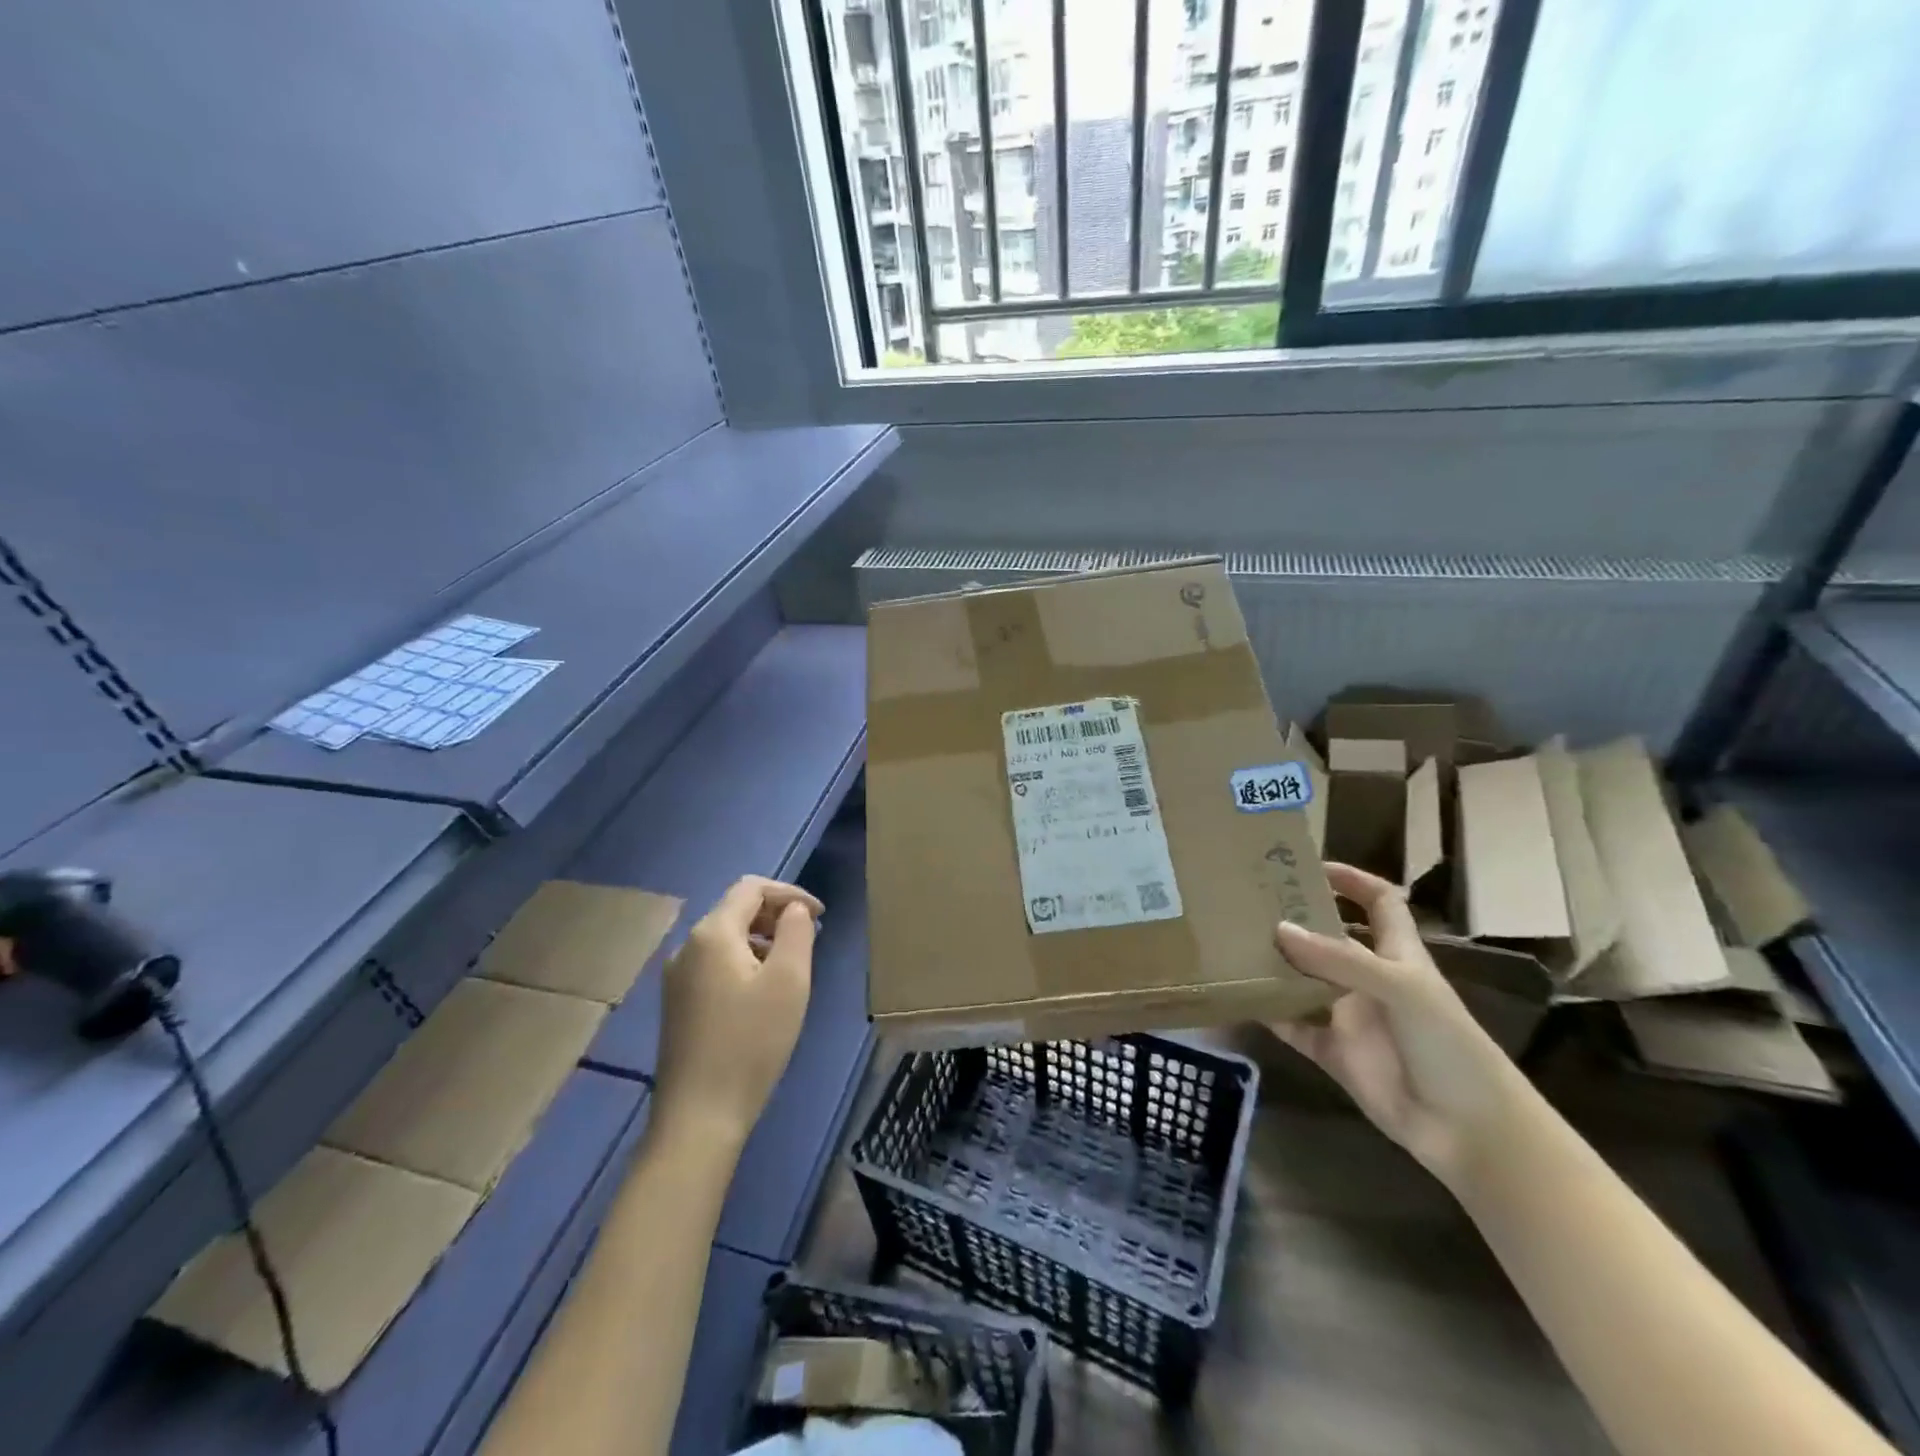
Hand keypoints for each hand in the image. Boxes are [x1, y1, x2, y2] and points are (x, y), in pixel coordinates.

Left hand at [652, 875, 822, 1146]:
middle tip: (811, 938)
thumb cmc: (751, 1043)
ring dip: (762, 939)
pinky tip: (763, 992)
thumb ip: (796, 932)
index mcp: (712, 933)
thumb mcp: (789, 981)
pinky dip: (745, 960)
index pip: (752, 888)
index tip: (821, 916)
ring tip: (792, 966)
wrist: (699, 1116)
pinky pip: (716, 963)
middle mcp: (687, 946)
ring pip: (726, 937)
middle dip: (777, 915)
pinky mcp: (678, 1003)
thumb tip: (794, 910)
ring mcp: (677, 977)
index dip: (790, 893)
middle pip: (736, 909)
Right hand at [1268, 863, 1530, 1187]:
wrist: (1467, 1129)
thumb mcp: (1399, 988)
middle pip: (1329, 938)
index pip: (1379, 902)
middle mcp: (1368, 978)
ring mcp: (1349, 1016)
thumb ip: (1339, 959)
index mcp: (1396, 955)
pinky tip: (1237, 998)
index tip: (1310, 866)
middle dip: (1296, 919)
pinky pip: (1293, 1026)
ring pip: (1304, 980)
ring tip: (1231, 942)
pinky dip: (1268, 1014)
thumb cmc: (1447, 1044)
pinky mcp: (1333, 1052)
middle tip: (1249, 901)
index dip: (1352, 880)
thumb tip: (1279, 929)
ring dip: (1275, 965)